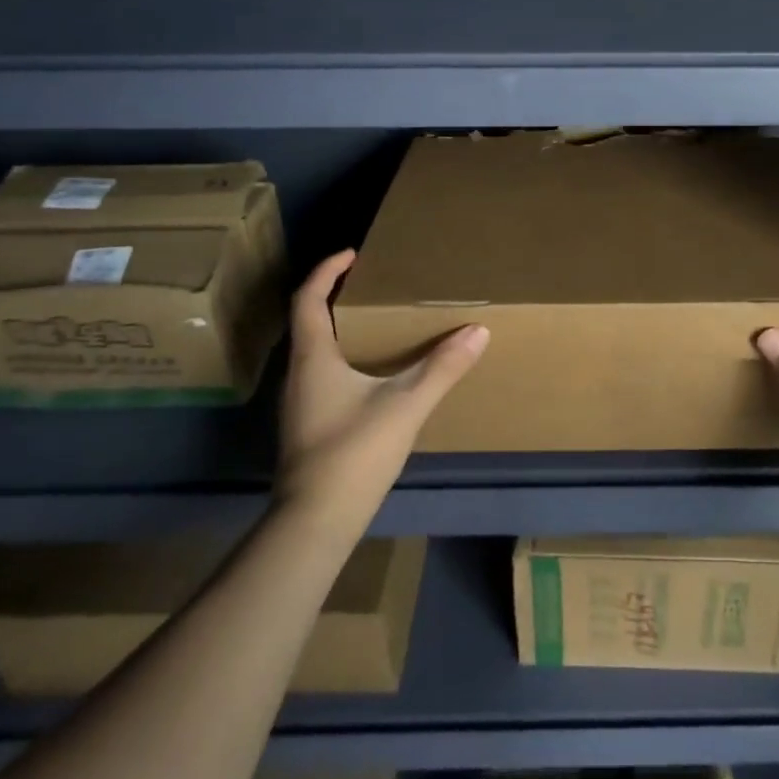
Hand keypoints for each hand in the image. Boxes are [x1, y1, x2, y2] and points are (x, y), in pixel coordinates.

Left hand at [276, 249, 487, 540]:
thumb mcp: (406, 405)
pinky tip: (371, 373)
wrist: (314, 525)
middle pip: (309, 321)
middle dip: (335, 296)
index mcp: (313, 358)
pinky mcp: (307, 426)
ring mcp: (300, 403)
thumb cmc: (353, 454)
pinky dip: (343, 356)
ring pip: (315, 350)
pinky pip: (322, 373)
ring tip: (377, 321)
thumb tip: (478, 331)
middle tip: (371, 284)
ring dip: (339, 328)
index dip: (326, 271)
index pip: (308, 299)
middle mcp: (299, 374)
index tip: (352, 253)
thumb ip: (443, 367)